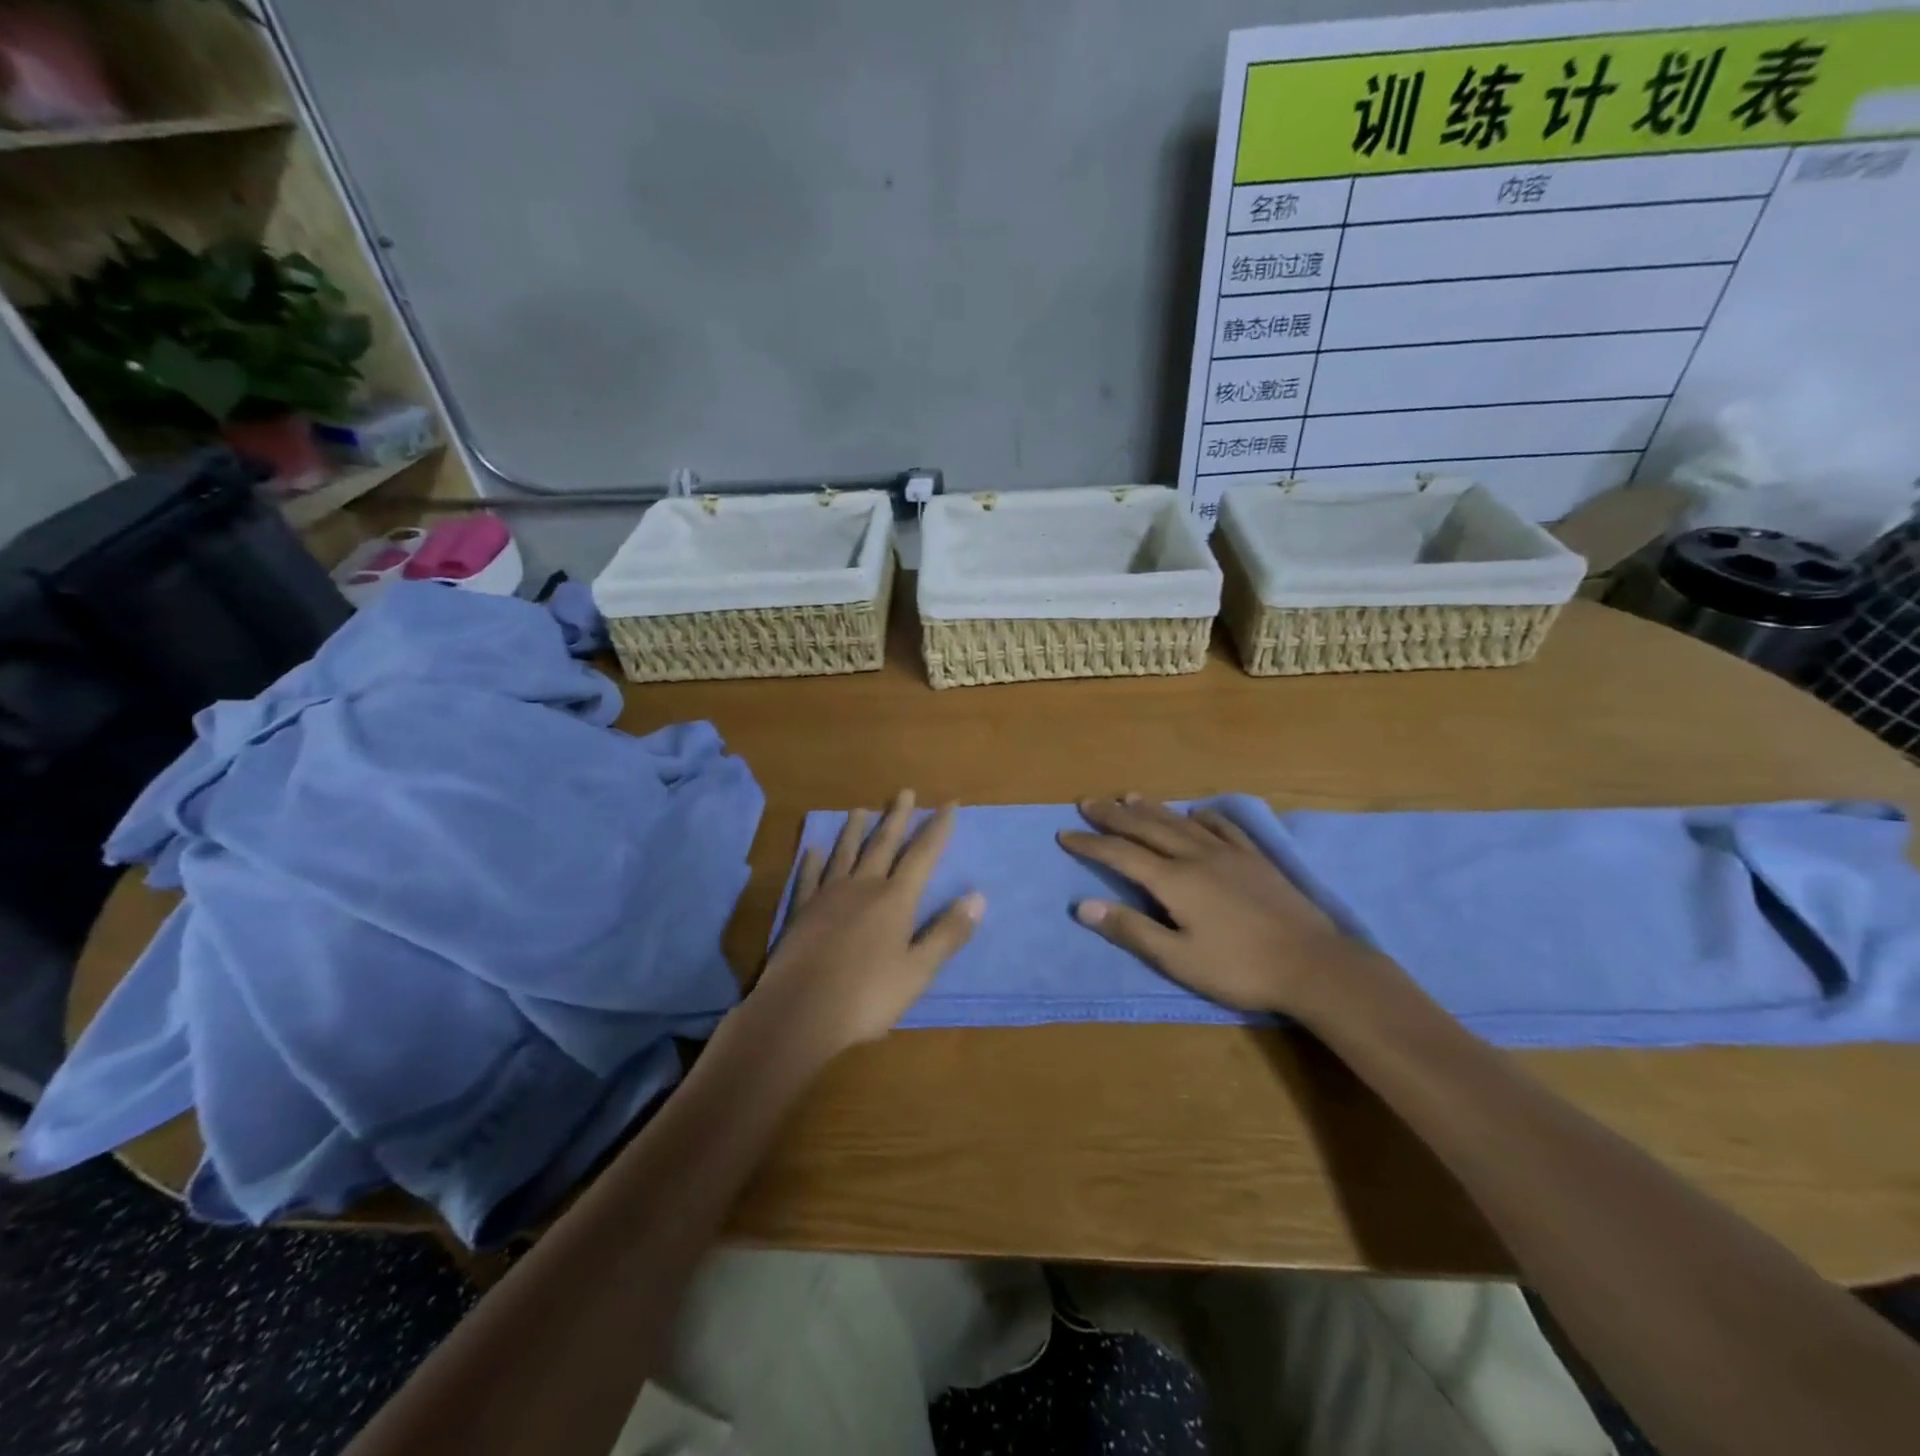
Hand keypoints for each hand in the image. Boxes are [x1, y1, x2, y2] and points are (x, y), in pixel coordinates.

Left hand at [754, 790, 983, 1055]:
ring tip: (860, 809)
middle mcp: (863, 887)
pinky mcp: (801, 911)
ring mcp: (828, 896)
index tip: (949, 804)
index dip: (937, 829)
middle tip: (905, 792)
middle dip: (897, 818)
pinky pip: (809, 877)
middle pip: (883, 844)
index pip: (922, 855)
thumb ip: (948, 933)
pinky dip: (812, 861)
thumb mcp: (919, 971)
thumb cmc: (867, 996)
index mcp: (895, 900)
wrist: (799, 1011)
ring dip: (855, 830)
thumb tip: (978, 896)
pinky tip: (812, 849)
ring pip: (844, 853)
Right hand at [1059, 796, 1376, 1016]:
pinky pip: (1223, 827)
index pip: (1120, 855)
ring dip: (1151, 808)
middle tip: (1087, 802)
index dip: (1090, 844)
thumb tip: (1082, 905)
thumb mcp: (1178, 959)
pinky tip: (1196, 812)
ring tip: (1127, 796)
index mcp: (1174, 880)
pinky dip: (1203, 816)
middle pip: (1147, 828)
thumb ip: (1131, 929)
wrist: (1314, 964)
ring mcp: (1229, 853)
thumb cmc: (1240, 968)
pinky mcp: (1256, 859)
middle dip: (1113, 815)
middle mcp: (1196, 856)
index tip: (1064, 835)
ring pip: (1181, 822)